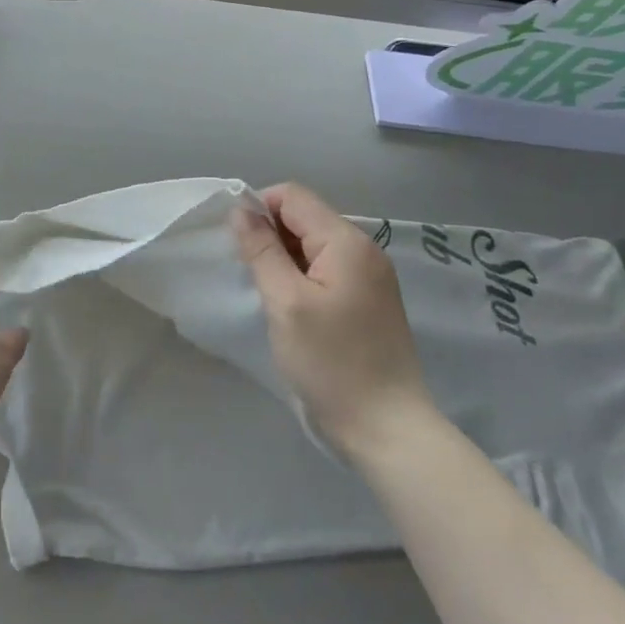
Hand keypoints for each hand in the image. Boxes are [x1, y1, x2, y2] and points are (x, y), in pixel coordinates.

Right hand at [233, 183, 433, 456]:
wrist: (386, 427)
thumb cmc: (330, 362)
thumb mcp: (285, 301)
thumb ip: (261, 250)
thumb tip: (240, 210)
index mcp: (346, 241)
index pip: (292, 196)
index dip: (258, 209)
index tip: (238, 246)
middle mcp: (364, 249)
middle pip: (305, 217)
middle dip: (271, 235)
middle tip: (251, 274)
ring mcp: (371, 275)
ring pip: (314, 244)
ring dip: (284, 258)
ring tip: (269, 294)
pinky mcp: (370, 299)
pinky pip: (327, 268)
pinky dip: (302, 276)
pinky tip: (291, 307)